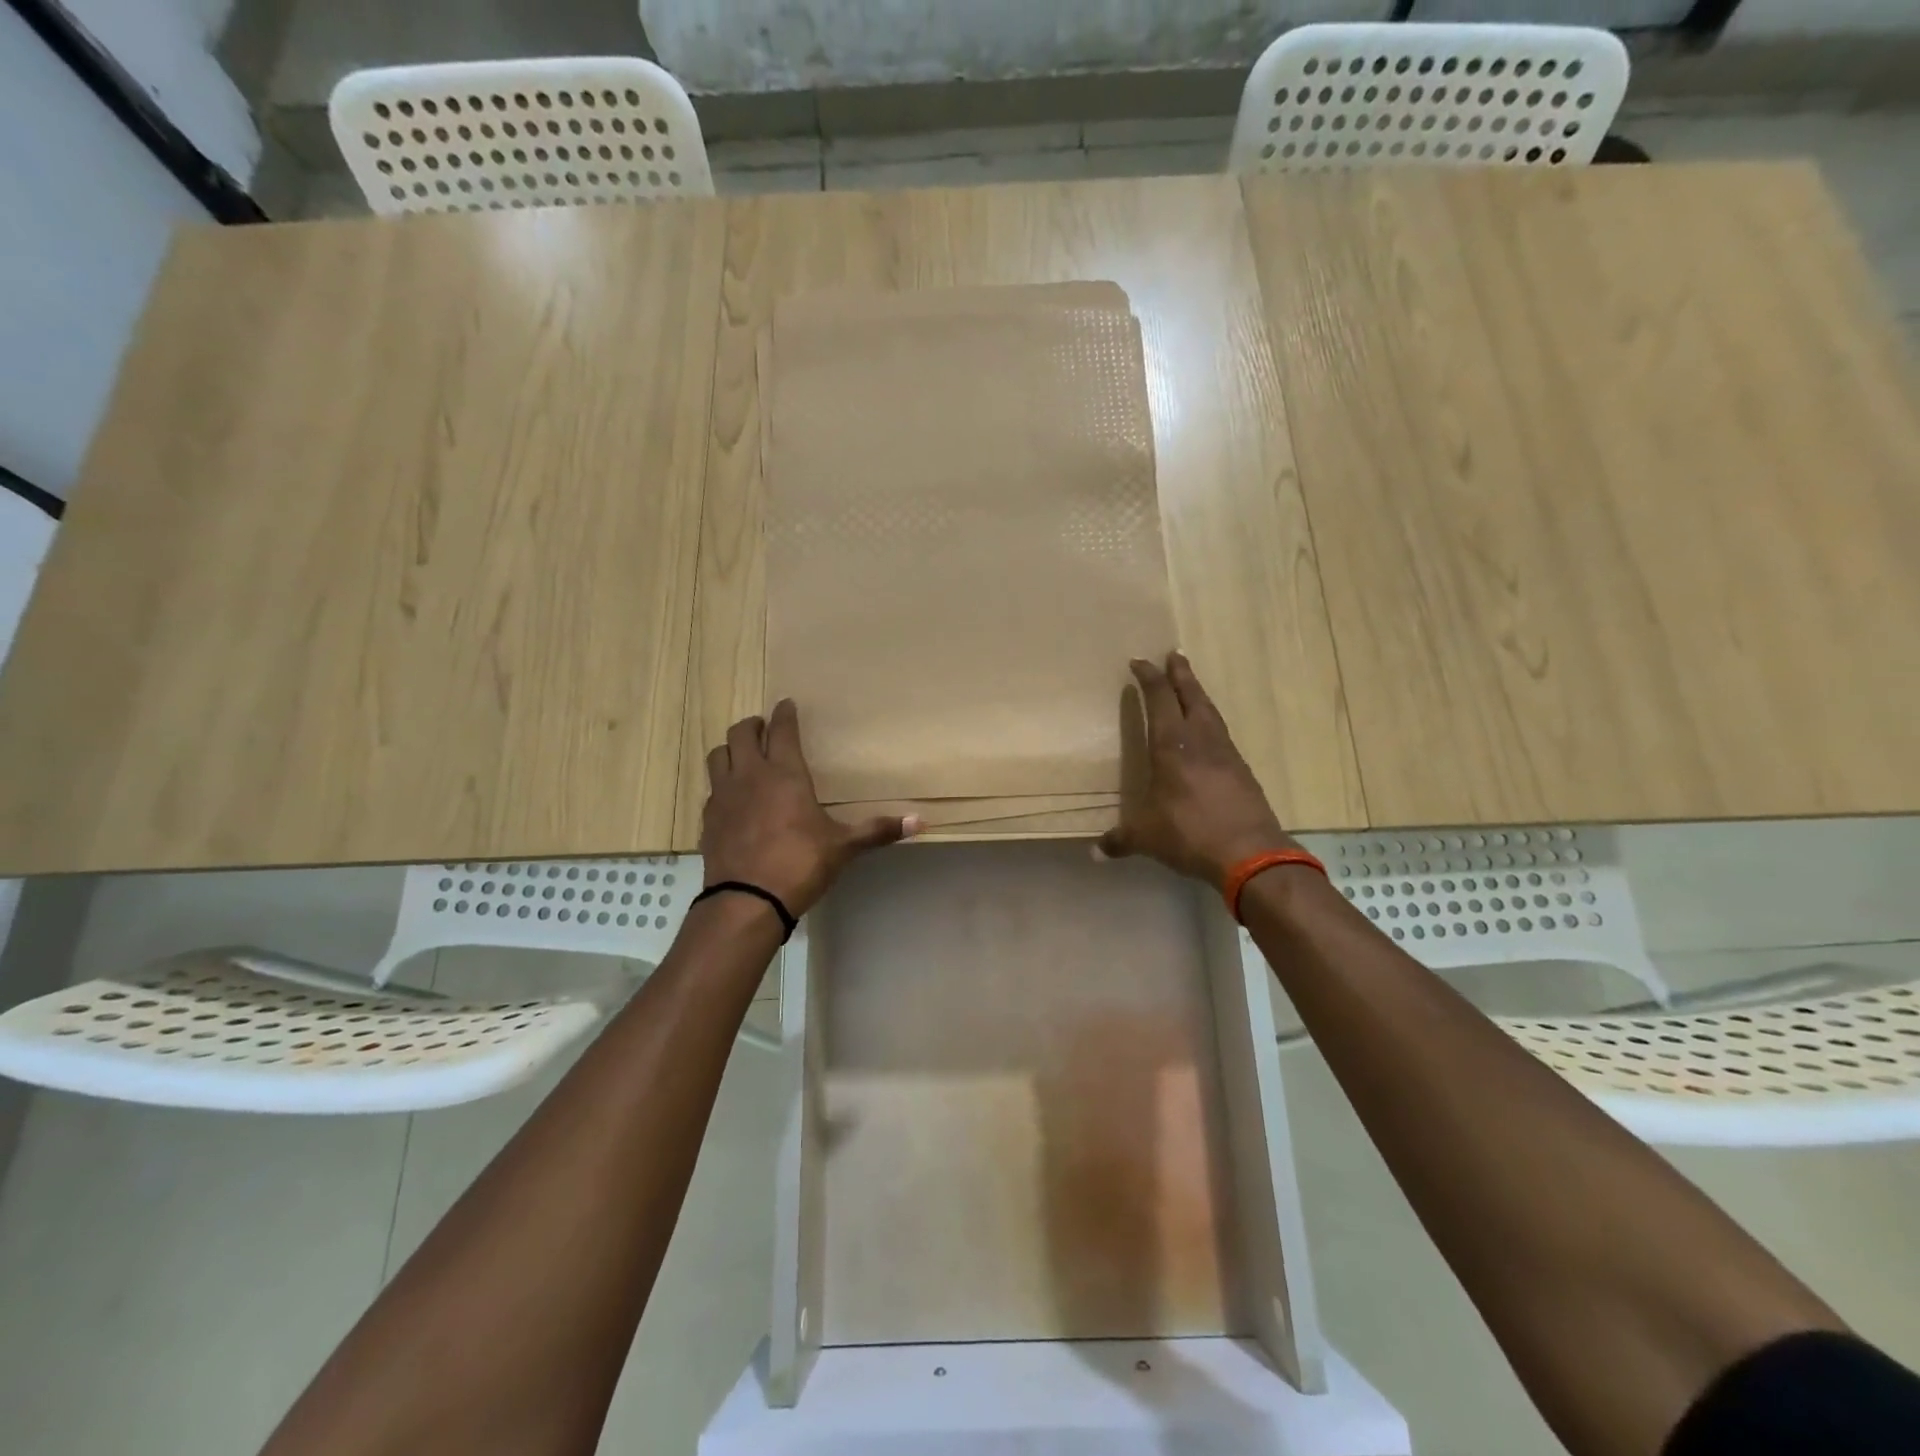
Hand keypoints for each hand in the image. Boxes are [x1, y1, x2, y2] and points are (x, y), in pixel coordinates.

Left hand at [701, 700, 915, 916]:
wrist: (746, 901)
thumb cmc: (800, 864)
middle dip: (753, 725)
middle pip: (741, 733)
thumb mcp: (843, 847)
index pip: (782, 729)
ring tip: (745, 755)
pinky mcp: (708, 818)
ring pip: (718, 754)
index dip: (785, 713)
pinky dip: (723, 782)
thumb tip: (921, 822)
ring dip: (731, 748)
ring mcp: (723, 795)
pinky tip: (734, 797)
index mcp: (785, 773)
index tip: (787, 703)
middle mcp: (750, 775)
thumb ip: (877, 830)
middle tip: (766, 728)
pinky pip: (712, 787)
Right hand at [1096, 652, 1298, 886]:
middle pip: (1192, 696)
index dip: (1149, 678)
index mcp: (1172, 745)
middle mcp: (1201, 740)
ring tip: (1191, 686)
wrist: (1249, 852)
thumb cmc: (1188, 832)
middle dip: (1180, 674)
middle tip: (1174, 655)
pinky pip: (1223, 735)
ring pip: (1211, 712)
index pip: (1160, 699)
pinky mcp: (1242, 771)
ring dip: (1199, 695)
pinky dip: (1212, 723)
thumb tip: (1096, 852)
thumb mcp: (1146, 836)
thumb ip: (1120, 839)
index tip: (1139, 662)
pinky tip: (1209, 734)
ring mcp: (1226, 753)